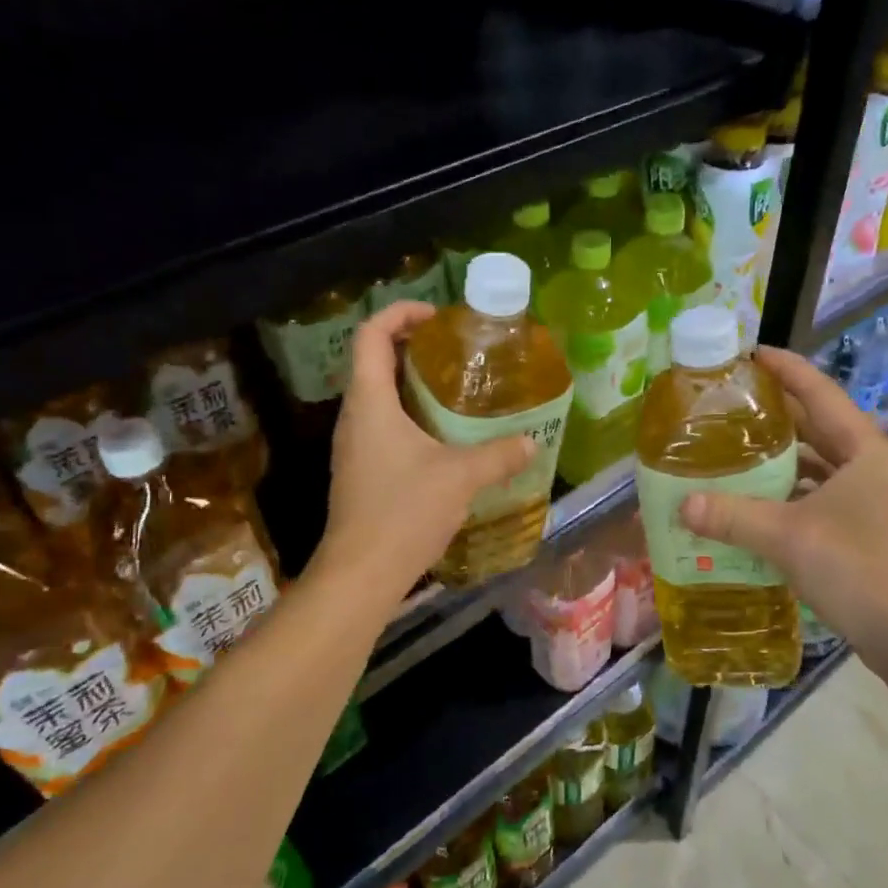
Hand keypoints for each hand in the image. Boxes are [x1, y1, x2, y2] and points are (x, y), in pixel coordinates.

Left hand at [314, 301, 534, 611]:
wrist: (361, 573)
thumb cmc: (403, 512)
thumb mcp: (460, 477)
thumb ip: (499, 455)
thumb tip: (532, 442)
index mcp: (370, 402)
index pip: (372, 335)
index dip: (401, 314)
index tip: (438, 318)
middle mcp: (355, 417)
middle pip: (375, 362)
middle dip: (414, 349)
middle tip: (458, 353)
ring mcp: (354, 446)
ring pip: (380, 397)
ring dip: (414, 386)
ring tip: (458, 391)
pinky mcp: (361, 472)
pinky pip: (384, 427)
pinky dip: (412, 417)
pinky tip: (446, 438)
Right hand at [677, 347, 887, 676]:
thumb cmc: (859, 569)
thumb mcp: (788, 537)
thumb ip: (732, 517)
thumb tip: (682, 505)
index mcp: (865, 450)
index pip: (820, 393)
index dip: (785, 369)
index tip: (750, 354)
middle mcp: (872, 467)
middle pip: (818, 428)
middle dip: (776, 415)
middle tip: (730, 405)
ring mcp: (873, 501)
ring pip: (819, 466)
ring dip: (781, 461)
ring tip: (734, 452)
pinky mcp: (867, 530)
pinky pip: (819, 498)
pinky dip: (788, 496)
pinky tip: (754, 504)